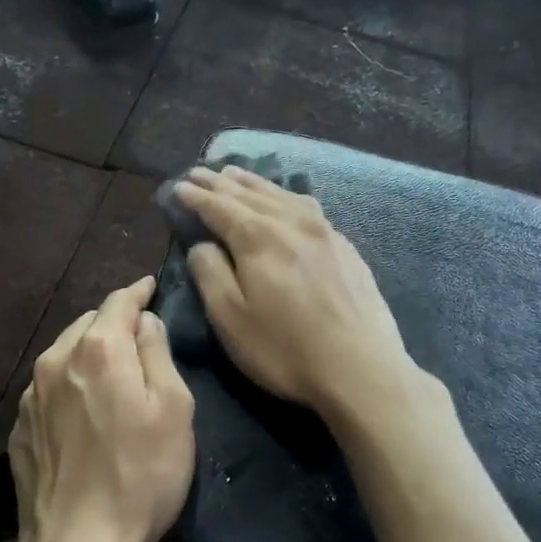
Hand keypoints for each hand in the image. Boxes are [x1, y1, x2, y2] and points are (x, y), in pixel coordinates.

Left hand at [8, 277, 196, 541]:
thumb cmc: (140, 477)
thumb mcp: (173, 411)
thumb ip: (158, 354)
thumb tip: (145, 321)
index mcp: (98, 349)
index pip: (118, 301)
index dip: (138, 291)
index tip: (150, 286)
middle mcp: (57, 360)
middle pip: (88, 324)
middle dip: (113, 322)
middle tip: (138, 335)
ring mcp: (31, 394)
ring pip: (64, 353)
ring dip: (88, 351)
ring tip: (109, 369)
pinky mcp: (19, 425)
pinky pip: (48, 387)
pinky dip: (69, 383)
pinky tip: (82, 409)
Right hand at [175, 166, 421, 424]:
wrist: (361, 369)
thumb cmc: (284, 349)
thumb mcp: (230, 318)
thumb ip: (210, 273)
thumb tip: (202, 244)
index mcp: (258, 237)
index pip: (219, 207)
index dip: (197, 197)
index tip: (179, 187)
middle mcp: (291, 222)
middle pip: (249, 194)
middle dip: (220, 183)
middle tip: (199, 172)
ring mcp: (324, 232)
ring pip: (281, 195)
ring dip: (253, 183)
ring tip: (235, 174)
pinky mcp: (345, 247)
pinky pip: (306, 206)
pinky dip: (285, 196)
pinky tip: (286, 199)